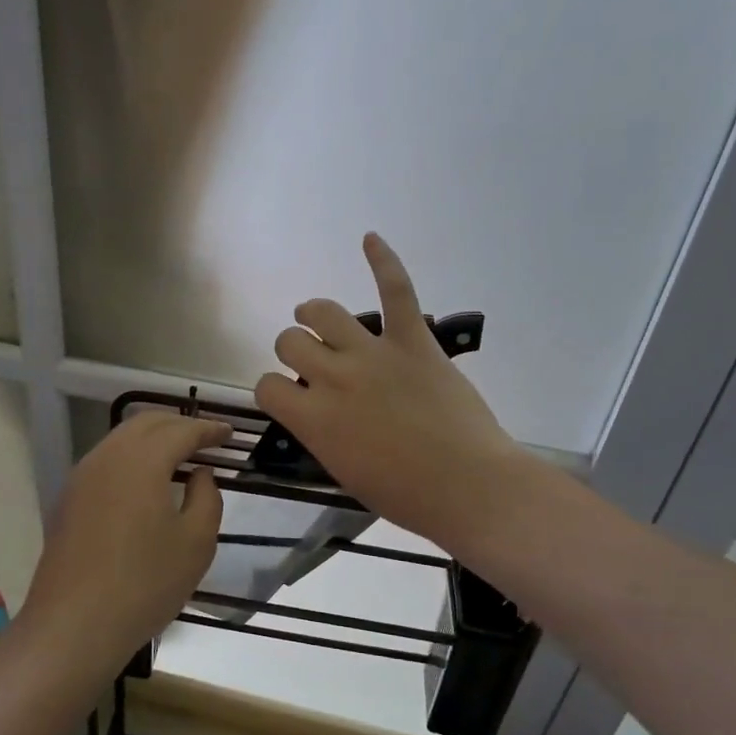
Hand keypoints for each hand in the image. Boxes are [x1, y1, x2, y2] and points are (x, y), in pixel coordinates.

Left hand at [18, 411, 229, 672]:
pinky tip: (146, 480)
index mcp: (142, 461)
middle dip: (180, 424)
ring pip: (122, 438)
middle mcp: (108, 457)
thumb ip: (207, 497)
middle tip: (207, 439)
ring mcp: (82, 476)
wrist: (73, 626)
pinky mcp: (69, 499)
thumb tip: (199, 474)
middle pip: (147, 423)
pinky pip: (107, 459)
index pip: (181, 430)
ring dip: (154, 438)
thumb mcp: (196, 543)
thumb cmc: (144, 584)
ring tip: (180, 455)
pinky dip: (133, 456)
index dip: (209, 429)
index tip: (229, 434)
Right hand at [255, 234, 522, 548]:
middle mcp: (334, 377)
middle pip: (290, 341)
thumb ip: (321, 433)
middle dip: (294, 350)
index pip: (267, 385)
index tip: (290, 397)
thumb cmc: (406, 495)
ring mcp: (374, 353)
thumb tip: (316, 411)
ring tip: (315, 315)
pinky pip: (396, 291)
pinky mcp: (414, 340)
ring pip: (325, 312)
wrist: (468, 486)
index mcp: (313, 418)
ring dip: (314, 313)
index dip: (274, 389)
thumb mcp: (344, 471)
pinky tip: (370, 239)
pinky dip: (383, 261)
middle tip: (311, 362)